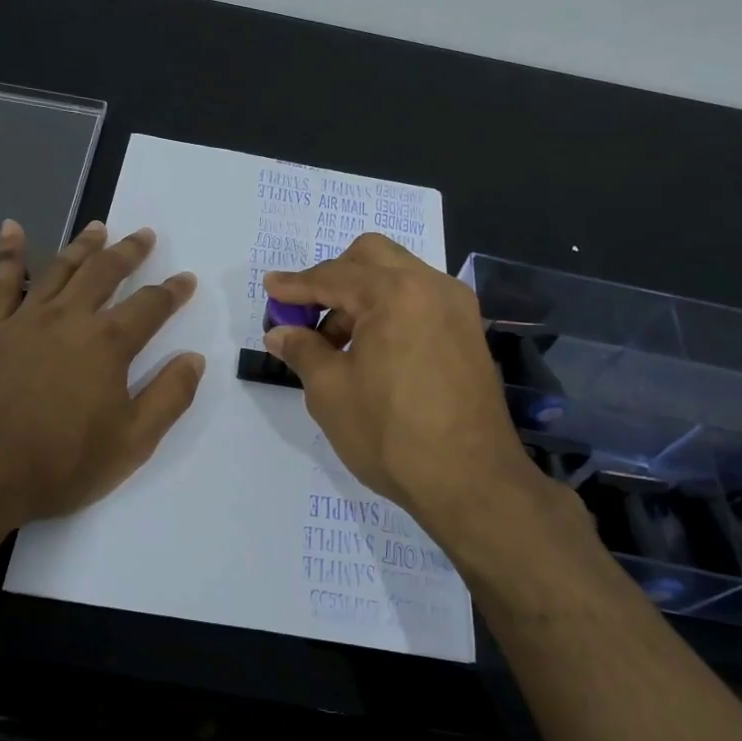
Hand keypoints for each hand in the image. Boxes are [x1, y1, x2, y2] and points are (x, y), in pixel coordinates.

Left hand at [0, 218, 203, 535]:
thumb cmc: (61, 464)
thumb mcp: (132, 442)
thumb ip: (169, 397)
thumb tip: (194, 358)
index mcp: (108, 344)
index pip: (150, 305)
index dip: (172, 291)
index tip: (186, 279)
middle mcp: (70, 318)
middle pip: (105, 272)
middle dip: (129, 251)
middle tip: (144, 234)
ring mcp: (26, 320)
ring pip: (60, 269)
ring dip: (83, 245)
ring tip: (99, 227)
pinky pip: (1, 283)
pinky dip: (8, 253)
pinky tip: (12, 228)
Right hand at [263, 234, 544, 546]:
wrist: (472, 482)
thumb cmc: (391, 434)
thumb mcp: (330, 391)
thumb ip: (302, 350)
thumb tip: (280, 332)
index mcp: (395, 293)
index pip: (333, 275)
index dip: (295, 284)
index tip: (270, 289)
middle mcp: (431, 286)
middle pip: (371, 257)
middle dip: (333, 277)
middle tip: (308, 314)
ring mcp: (457, 308)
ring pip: (399, 276)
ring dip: (362, 295)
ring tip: (337, 344)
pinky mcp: (469, 332)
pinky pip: (420, 300)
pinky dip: (390, 309)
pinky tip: (373, 349)